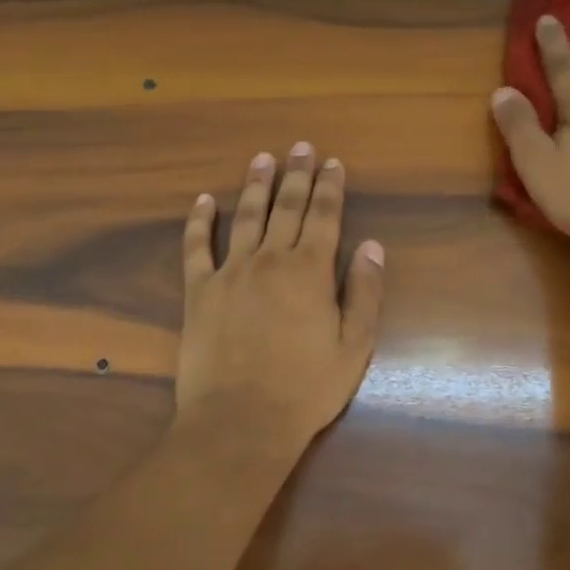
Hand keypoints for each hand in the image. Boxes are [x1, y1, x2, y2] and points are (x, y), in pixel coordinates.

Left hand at [174, 144, 385, 457]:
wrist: (240, 421)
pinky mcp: (199, 291)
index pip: (324, 216)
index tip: (333, 162)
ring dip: (255, 185)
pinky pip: (196, 248)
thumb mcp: (354, 346)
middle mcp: (270, 260)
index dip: (330, 187)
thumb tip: (372, 247)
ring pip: (245, 217)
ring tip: (262, 159)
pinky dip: (198, 222)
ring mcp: (230, 272)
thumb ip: (365, 293)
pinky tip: (202, 201)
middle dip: (297, 175)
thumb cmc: (306, 389)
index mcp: (310, 271)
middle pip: (286, 208)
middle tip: (300, 147)